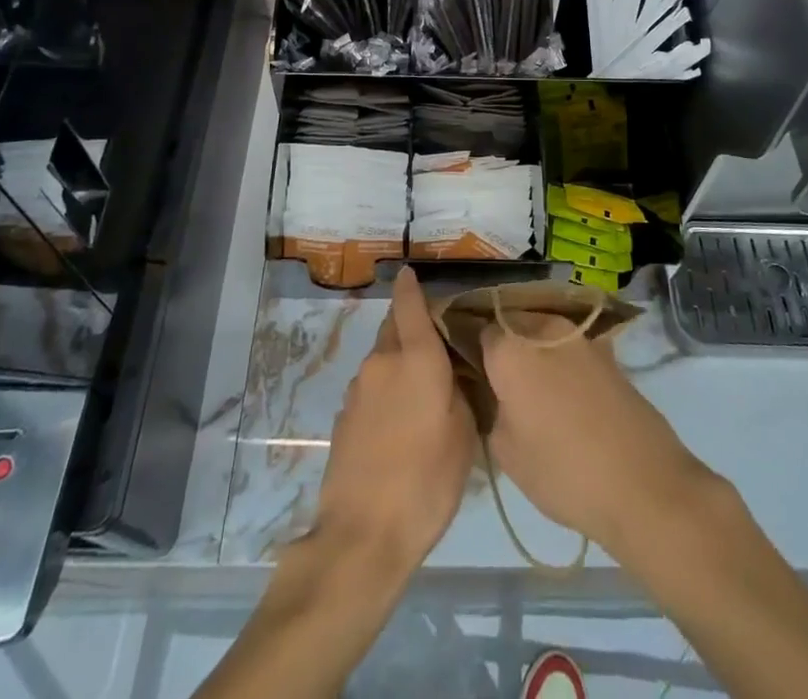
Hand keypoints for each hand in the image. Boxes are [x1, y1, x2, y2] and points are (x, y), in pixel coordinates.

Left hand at [310, 267, 475, 576]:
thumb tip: (449, 377)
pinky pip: (372, 387)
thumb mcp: (463, 437)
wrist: (361, 535)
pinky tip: (400, 422)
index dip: (410, 285)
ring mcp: (358, 388)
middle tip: (435, 344)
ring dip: (399, 362)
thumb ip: (458, 394)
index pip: (409, 304)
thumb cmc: (425, 482)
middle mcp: (382, 361)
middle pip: (394, 328)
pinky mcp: (343, 416)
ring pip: (382, 359)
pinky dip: (386, 390)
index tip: (410, 272)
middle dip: (410, 326)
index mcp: (416, 358)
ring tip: (422, 391)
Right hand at [481, 311, 716, 556]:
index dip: (473, 352)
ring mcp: (579, 336)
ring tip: (533, 392)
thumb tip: (494, 393)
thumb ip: (490, 408)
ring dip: (535, 353)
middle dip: (504, 347)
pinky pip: (570, 348)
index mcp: (510, 346)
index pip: (478, 332)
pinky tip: (565, 397)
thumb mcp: (505, 451)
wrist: (643, 483)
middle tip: (499, 384)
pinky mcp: (607, 352)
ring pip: (542, 334)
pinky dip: (563, 363)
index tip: (471, 375)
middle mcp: (542, 327)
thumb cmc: (563, 470)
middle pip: (512, 326)